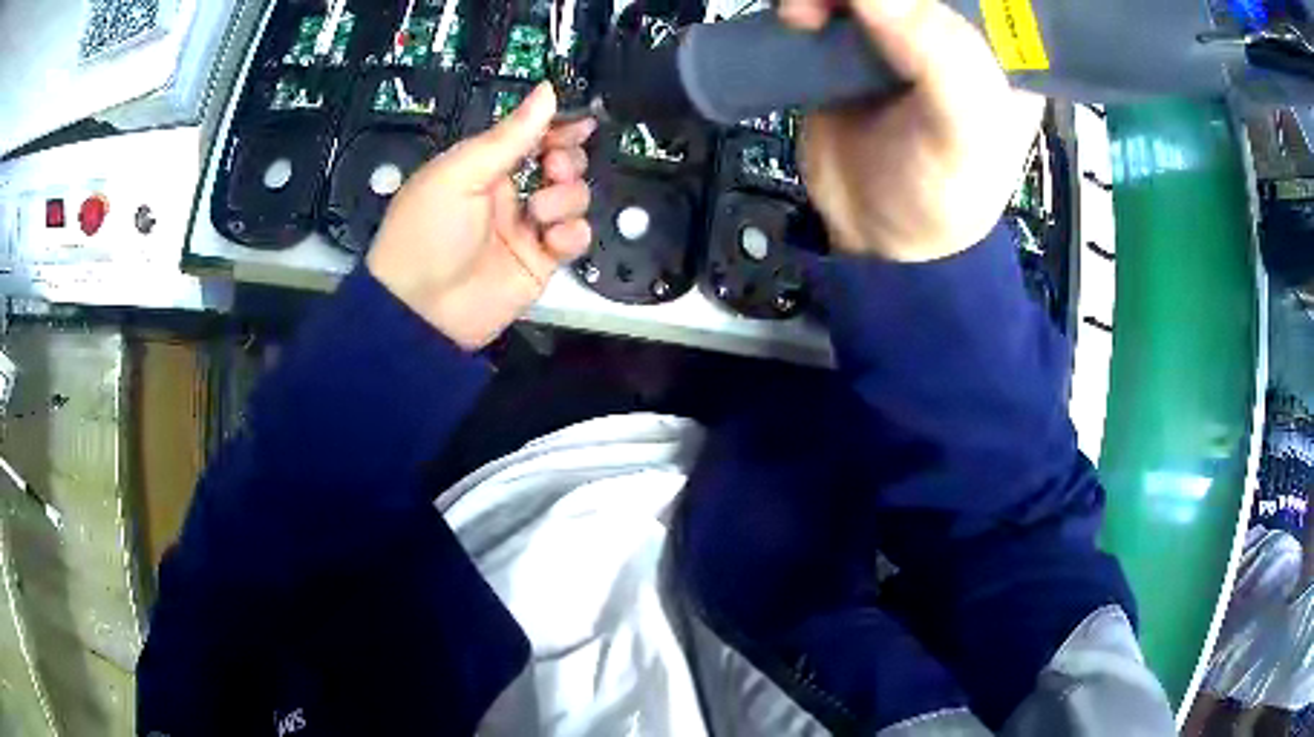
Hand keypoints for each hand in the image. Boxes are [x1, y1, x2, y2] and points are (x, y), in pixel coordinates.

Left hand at [367, 83, 595, 348]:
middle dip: (567, 160)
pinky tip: (551, 240)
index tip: (583, 122)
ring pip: (573, 198)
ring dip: (565, 198)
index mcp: (485, 166)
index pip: (532, 136)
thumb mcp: (461, 173)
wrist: (421, 310)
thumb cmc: (428, 230)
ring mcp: (527, 228)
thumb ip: (510, 134)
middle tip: (554, 168)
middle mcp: (510, 192)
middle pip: (562, 163)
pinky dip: (571, 235)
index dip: (559, 127)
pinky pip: (576, 238)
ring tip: (538, 213)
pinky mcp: (541, 262)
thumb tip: (548, 90)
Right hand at [780, 0, 1043, 261]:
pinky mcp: (855, 37)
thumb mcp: (964, 133)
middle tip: (846, 6)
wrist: (874, 233)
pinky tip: (799, 19)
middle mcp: (958, 30)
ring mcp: (902, 29)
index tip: (895, 4)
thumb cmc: (943, 194)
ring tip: (806, 16)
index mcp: (1007, 50)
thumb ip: (942, 58)